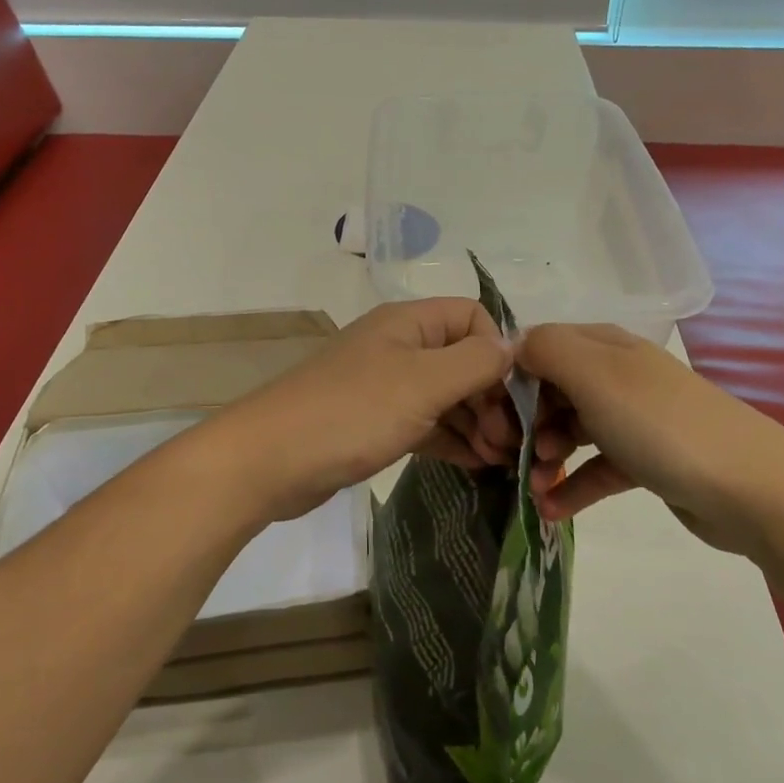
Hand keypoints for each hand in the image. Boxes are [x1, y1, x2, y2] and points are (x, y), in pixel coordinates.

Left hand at [209, 299, 538, 524]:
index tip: (512, 398)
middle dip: (492, 397)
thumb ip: (475, 362)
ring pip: (447, 396)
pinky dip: (452, 440)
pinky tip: (477, 464)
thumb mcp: (423, 383)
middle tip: (511, 444)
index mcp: (409, 322)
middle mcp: (400, 346)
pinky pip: (427, 424)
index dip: (498, 352)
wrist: (270, 460)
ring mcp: (386, 386)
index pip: (473, 318)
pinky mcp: (375, 422)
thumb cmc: (352, 411)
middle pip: (463, 360)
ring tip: (501, 460)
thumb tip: (513, 347)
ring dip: (477, 423)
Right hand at [518, 323, 783, 556]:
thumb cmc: (660, 424)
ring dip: (545, 455)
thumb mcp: (595, 374)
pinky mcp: (646, 461)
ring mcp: (632, 419)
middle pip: (552, 390)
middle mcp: (616, 376)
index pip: (540, 348)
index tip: (494, 415)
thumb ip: (546, 350)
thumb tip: (513, 347)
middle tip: (511, 454)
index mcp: (603, 346)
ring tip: (534, 485)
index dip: (512, 378)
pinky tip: (551, 511)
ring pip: (571, 430)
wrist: (750, 487)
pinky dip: (573, 486)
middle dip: (525, 421)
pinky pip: (596, 468)